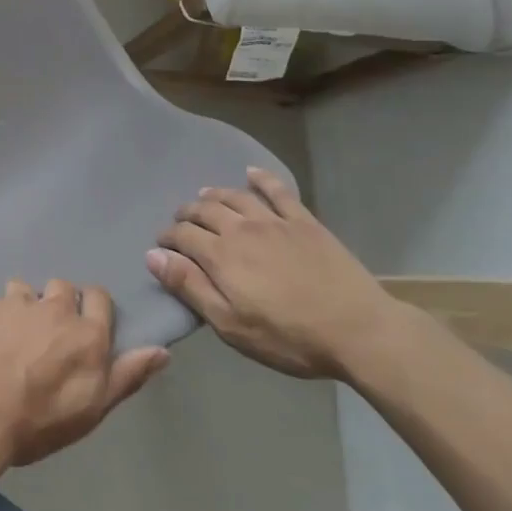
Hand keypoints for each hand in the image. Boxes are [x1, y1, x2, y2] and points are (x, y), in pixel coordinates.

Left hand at [0, 280, 168, 470]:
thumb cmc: (42, 419)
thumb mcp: (95, 407)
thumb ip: (128, 374)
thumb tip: (162, 350)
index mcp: (86, 332)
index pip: (99, 297)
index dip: (92, 307)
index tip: (84, 325)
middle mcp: (54, 307)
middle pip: (62, 287)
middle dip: (57, 304)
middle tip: (48, 335)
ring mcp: (15, 302)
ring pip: (23, 289)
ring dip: (22, 306)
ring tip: (12, 335)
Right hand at [147, 168, 402, 379]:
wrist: (358, 330)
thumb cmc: (289, 337)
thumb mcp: (231, 324)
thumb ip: (190, 286)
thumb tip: (153, 255)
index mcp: (221, 255)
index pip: (183, 235)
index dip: (168, 237)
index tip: (162, 245)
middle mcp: (241, 228)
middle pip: (205, 210)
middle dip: (187, 214)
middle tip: (180, 221)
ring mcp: (274, 221)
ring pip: (235, 197)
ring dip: (215, 195)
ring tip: (204, 197)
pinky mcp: (304, 221)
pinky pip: (278, 191)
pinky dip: (261, 178)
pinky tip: (251, 173)